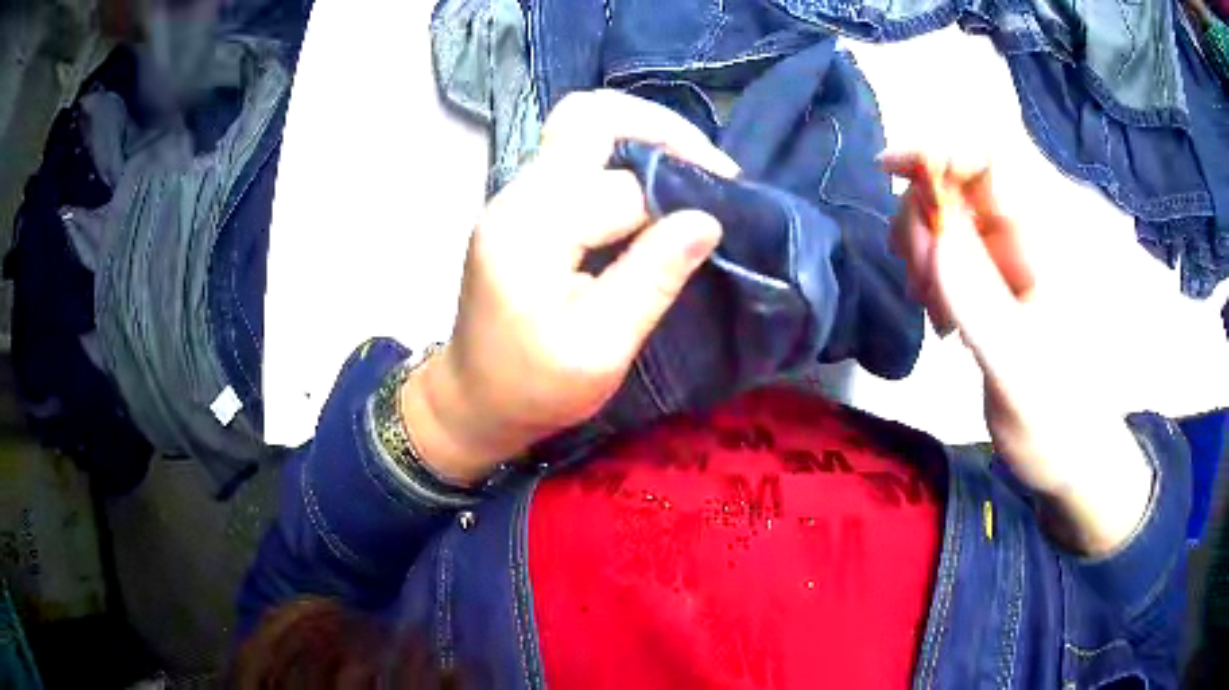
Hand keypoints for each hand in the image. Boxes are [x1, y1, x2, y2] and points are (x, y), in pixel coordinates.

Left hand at [400, 90, 738, 484]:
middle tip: (712, 167)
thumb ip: (652, 279)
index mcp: (532, 231)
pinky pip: (576, 152)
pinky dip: (623, 155)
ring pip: (583, 125)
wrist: (472, 398)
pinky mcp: (522, 203)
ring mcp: (515, 194)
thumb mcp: (601, 350)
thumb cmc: (534, 389)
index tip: (728, 208)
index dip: (681, 189)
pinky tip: (654, 186)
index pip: (623, 185)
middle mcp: (517, 195)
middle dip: (662, 128)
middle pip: (590, 115)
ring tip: (691, 171)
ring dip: (644, 135)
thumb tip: (708, 220)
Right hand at [882, 151, 1153, 555]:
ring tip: (931, 307)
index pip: (991, 157)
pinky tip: (939, 313)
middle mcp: (1029, 234)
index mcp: (1048, 241)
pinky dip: (930, 270)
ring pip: (949, 212)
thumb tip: (934, 237)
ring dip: (923, 247)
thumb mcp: (1019, 373)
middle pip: (959, 179)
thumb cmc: (1055, 420)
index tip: (890, 172)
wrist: (1067, 452)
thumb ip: (982, 307)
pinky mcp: (998, 278)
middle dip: (923, 215)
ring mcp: (1012, 255)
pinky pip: (951, 248)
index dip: (939, 148)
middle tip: (918, 279)